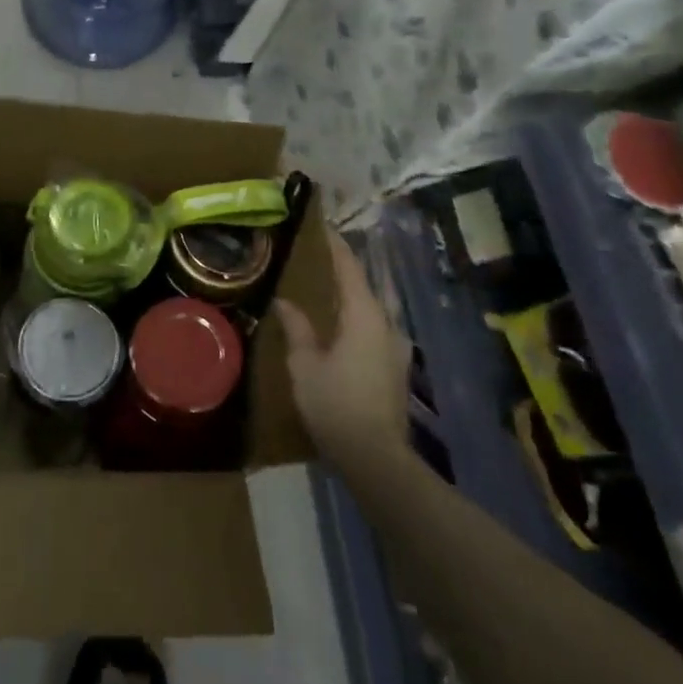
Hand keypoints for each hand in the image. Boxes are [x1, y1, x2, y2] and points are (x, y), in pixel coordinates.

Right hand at [275, 230, 410, 469]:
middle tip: (326, 253)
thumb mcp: (305, 365)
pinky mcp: (397, 368)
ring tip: (334, 285)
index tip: (324, 225)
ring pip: (376, 307)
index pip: (349, 268)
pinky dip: (362, 315)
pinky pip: (377, 327)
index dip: (336, 245)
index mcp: (364, 315)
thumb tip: (285, 301)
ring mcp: (396, 347)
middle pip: (368, 284)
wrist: (375, 458)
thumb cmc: (335, 404)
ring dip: (357, 293)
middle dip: (349, 267)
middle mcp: (387, 324)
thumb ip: (297, 328)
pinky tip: (347, 324)